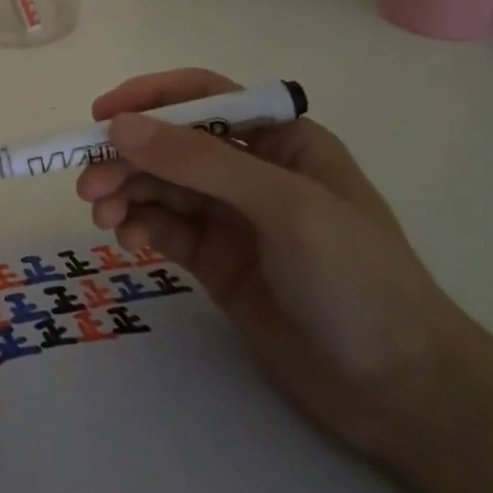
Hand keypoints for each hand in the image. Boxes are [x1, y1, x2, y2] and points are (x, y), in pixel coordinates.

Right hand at [77, 69, 475, 456]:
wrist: (404, 395)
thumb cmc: (358, 281)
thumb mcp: (284, 208)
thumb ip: (200, 162)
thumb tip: (121, 126)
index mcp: (280, 140)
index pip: (204, 97)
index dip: (150, 99)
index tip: (101, 118)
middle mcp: (251, 171)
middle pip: (171, 145)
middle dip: (128, 158)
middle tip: (89, 185)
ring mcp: (232, 218)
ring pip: (160, 186)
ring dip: (125, 193)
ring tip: (103, 217)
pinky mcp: (216, 260)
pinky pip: (164, 227)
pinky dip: (138, 226)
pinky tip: (127, 241)